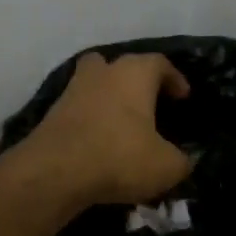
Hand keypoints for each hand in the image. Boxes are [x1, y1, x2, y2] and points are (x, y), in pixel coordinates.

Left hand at [20, 51, 191, 206]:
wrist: (55, 172)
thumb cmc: (120, 157)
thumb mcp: (166, 166)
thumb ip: (182, 161)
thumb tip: (184, 160)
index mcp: (134, 74)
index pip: (160, 64)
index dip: (174, 79)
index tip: (182, 97)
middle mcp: (102, 73)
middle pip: (120, 66)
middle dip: (135, 82)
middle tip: (148, 104)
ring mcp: (72, 91)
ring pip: (94, 85)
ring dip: (108, 99)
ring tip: (122, 124)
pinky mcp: (51, 114)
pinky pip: (78, 110)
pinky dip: (90, 121)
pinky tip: (99, 142)